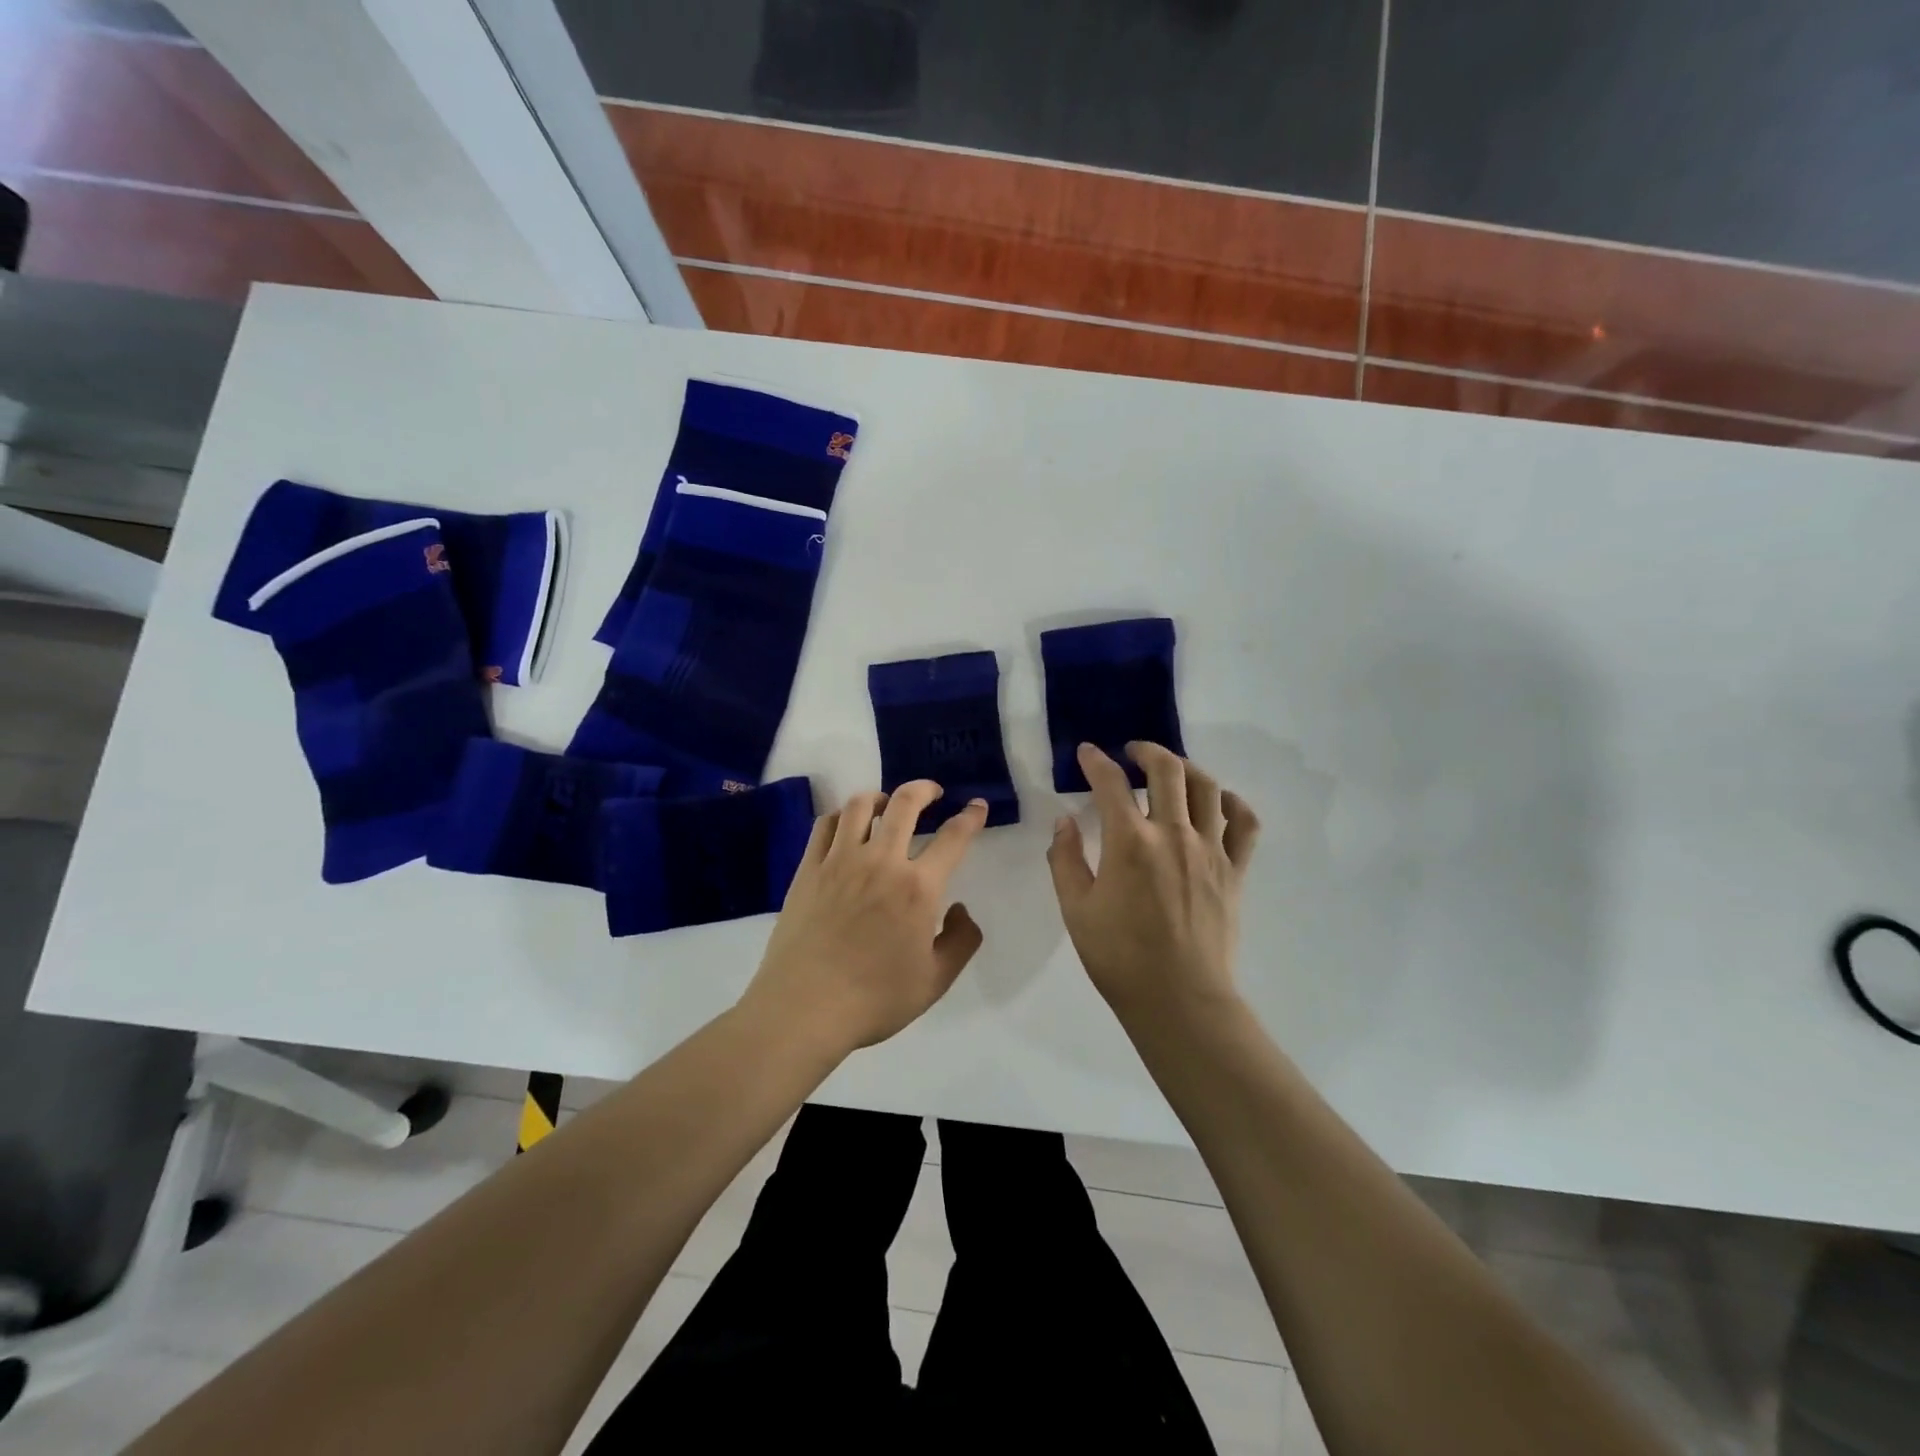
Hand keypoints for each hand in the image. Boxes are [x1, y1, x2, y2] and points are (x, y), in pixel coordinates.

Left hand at [743, 782, 988, 1056]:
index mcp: (918, 887)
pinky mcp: (809, 868)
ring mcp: (840, 861)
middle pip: (905, 804)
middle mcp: (881, 861)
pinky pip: (827, 824)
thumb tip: (959, 909)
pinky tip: (848, 825)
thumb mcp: (935, 980)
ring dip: (881, 797)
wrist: (804, 1008)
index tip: (977, 805)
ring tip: (888, 805)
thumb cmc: (875, 999)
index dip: (970, 816)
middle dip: (924, 789)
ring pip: (861, 805)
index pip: (953, 837)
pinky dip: (843, 815)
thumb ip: (961, 941)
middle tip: (932, 793)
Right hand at [1047, 743, 1259, 1025]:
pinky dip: (1232, 803)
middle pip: (1167, 770)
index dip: (1096, 761)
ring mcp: (1211, 850)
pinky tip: (1217, 802)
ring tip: (1170, 771)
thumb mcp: (1076, 910)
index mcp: (1130, 842)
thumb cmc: (1119, 957)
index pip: (1111, 783)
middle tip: (1132, 753)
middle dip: (1146, 751)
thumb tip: (1064, 821)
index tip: (1087, 753)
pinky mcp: (1235, 871)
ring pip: (1207, 787)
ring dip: (1186, 768)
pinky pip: (1244, 824)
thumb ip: (1065, 860)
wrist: (1179, 999)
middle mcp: (1173, 834)